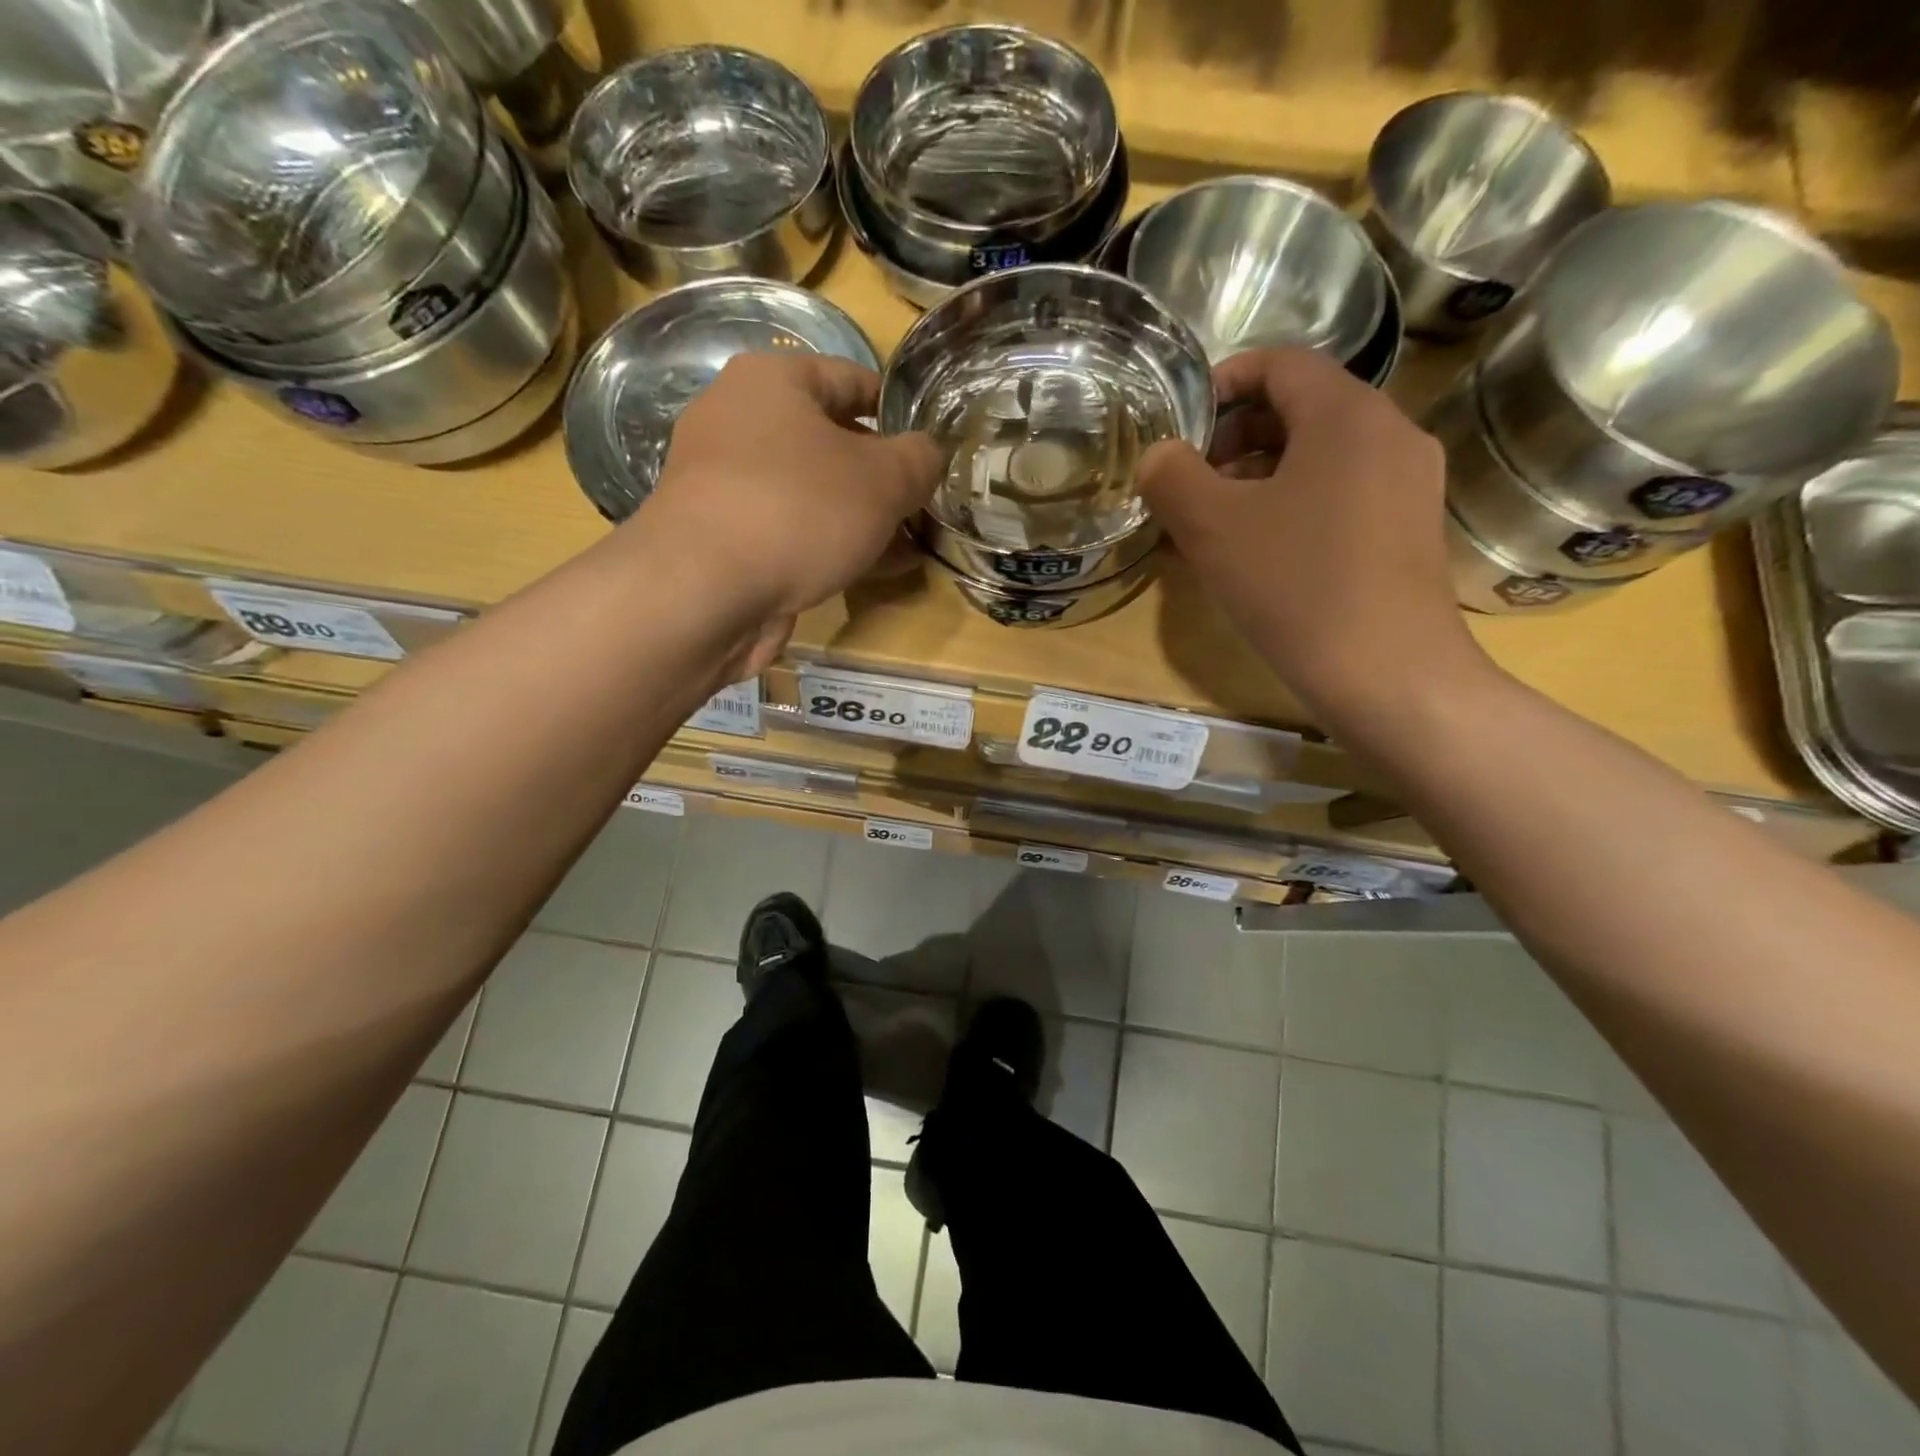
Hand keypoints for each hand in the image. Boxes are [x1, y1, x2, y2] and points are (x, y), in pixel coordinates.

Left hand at [632, 352, 940, 661]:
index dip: (899, 412)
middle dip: (882, 477)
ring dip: (860, 518)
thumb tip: (928, 454)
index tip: (932, 447)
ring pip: (812, 492)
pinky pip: (790, 530)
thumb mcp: (883, 479)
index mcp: (772, 380)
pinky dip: (829, 546)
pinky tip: (869, 571)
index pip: (852, 378)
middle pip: (831, 440)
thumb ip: (919, 460)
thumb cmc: (798, 510)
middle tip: (923, 505)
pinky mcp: (722, 537)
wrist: (703, 592)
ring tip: (907, 546)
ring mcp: (725, 483)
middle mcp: (738, 421)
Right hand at [1138, 347, 1491, 724]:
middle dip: (1235, 438)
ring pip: (1320, 457)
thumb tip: (1160, 455)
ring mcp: (1408, 484)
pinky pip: (1340, 495)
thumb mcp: (1212, 528)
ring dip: (1259, 477)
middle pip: (1301, 409)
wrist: (1388, 675)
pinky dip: (1292, 506)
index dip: (1223, 381)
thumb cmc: (1296, 587)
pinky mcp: (1408, 530)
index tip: (1181, 422)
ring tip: (1213, 524)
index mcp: (1347, 414)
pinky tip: (1259, 553)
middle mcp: (1390, 434)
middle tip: (1189, 481)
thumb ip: (1172, 476)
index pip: (1281, 363)